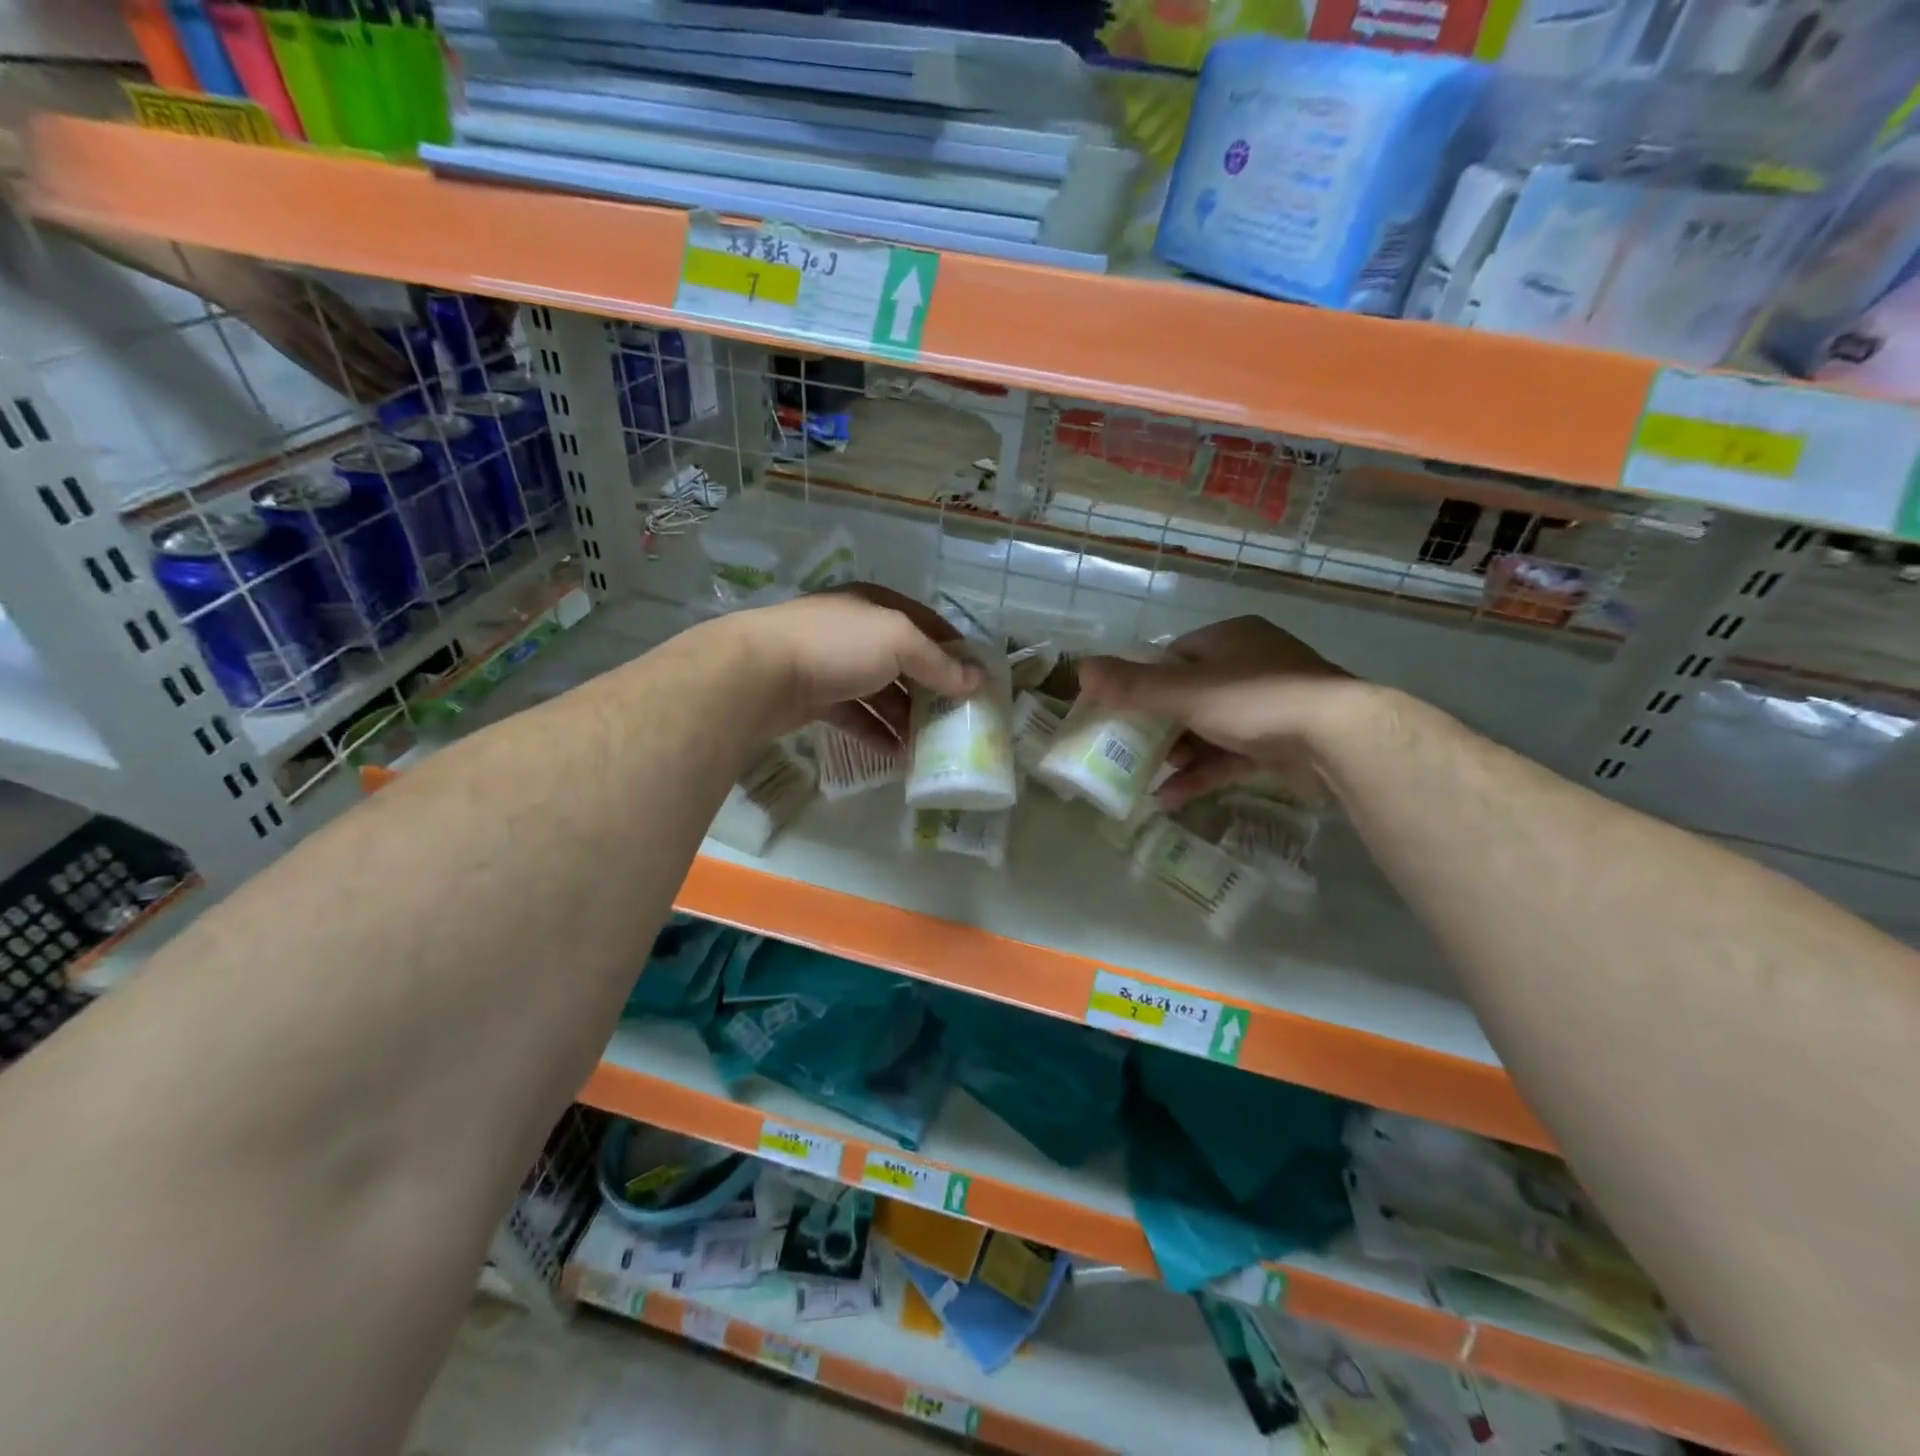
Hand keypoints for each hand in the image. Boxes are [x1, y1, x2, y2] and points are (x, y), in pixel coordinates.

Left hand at [732, 585, 978, 746]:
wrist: (759, 673)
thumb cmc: (837, 645)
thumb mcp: (898, 642)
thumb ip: (938, 663)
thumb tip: (977, 681)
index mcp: (876, 606)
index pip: (926, 625)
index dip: (954, 650)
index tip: (977, 680)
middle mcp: (856, 631)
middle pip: (904, 662)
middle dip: (931, 691)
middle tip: (956, 720)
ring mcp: (833, 665)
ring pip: (880, 693)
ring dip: (905, 718)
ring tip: (930, 746)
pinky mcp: (815, 698)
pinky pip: (855, 716)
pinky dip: (876, 733)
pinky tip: (896, 756)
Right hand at [1077, 616, 1352, 806]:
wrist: (1340, 739)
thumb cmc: (1256, 700)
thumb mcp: (1186, 692)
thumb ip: (1133, 685)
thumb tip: (1080, 668)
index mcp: (1230, 639)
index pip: (1174, 657)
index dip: (1144, 682)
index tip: (1121, 709)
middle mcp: (1250, 666)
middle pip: (1190, 696)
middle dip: (1158, 727)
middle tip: (1128, 749)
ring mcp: (1269, 707)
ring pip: (1209, 730)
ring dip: (1177, 755)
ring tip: (1145, 778)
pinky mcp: (1280, 744)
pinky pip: (1230, 756)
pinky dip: (1202, 774)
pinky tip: (1170, 798)